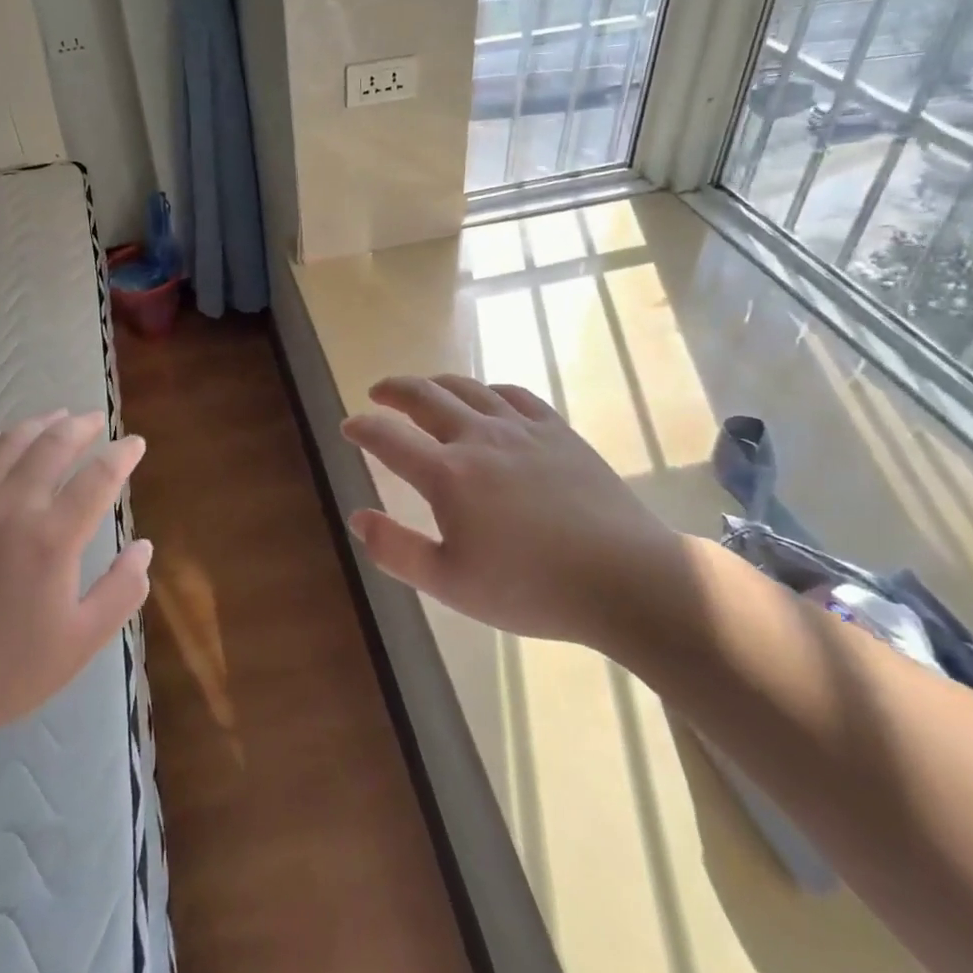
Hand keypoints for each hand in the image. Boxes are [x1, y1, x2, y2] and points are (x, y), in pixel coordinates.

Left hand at [0, 411, 151, 764]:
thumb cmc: (5, 670)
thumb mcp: (80, 642)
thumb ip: (121, 591)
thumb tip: (144, 546)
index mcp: (52, 538)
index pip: (98, 476)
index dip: (122, 454)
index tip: (134, 444)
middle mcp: (12, 508)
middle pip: (52, 446)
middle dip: (81, 426)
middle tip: (96, 420)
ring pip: (7, 445)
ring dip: (36, 425)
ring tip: (55, 417)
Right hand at [341, 375, 675, 647]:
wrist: (624, 578)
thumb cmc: (531, 588)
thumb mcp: (450, 583)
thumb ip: (396, 550)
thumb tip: (357, 517)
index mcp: (447, 475)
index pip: (388, 439)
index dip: (362, 428)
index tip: (348, 426)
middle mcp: (478, 438)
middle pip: (424, 397)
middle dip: (394, 391)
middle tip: (377, 392)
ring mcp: (521, 428)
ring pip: (467, 388)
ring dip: (435, 383)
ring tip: (423, 388)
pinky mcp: (557, 431)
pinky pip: (513, 394)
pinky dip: (487, 390)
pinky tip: (486, 398)